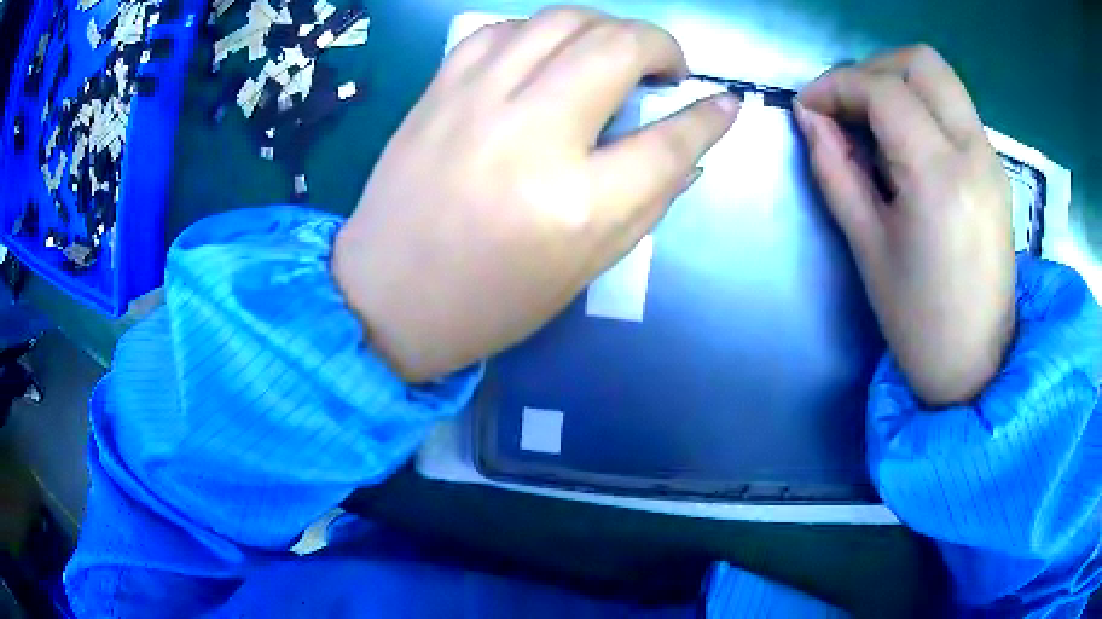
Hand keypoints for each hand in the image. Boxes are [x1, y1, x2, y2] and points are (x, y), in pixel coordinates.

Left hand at [333, 7, 739, 381]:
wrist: (385, 296)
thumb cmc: (490, 300)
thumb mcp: (585, 267)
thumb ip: (647, 200)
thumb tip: (692, 148)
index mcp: (576, 204)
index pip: (670, 140)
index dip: (710, 117)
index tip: (725, 102)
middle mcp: (530, 135)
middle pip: (618, 48)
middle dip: (661, 46)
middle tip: (667, 68)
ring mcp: (476, 101)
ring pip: (562, 19)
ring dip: (605, 27)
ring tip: (613, 54)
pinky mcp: (439, 89)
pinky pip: (503, 29)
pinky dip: (540, 32)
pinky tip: (548, 57)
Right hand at [795, 45, 1014, 405]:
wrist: (978, 364)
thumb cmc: (918, 321)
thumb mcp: (867, 247)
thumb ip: (835, 170)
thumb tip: (810, 117)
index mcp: (940, 177)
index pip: (884, 90)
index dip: (837, 86)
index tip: (809, 108)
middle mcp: (974, 153)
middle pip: (921, 63)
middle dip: (873, 69)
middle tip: (848, 107)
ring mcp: (991, 158)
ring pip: (941, 78)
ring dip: (899, 83)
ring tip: (874, 123)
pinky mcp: (996, 168)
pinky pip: (955, 108)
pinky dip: (922, 105)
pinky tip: (906, 145)